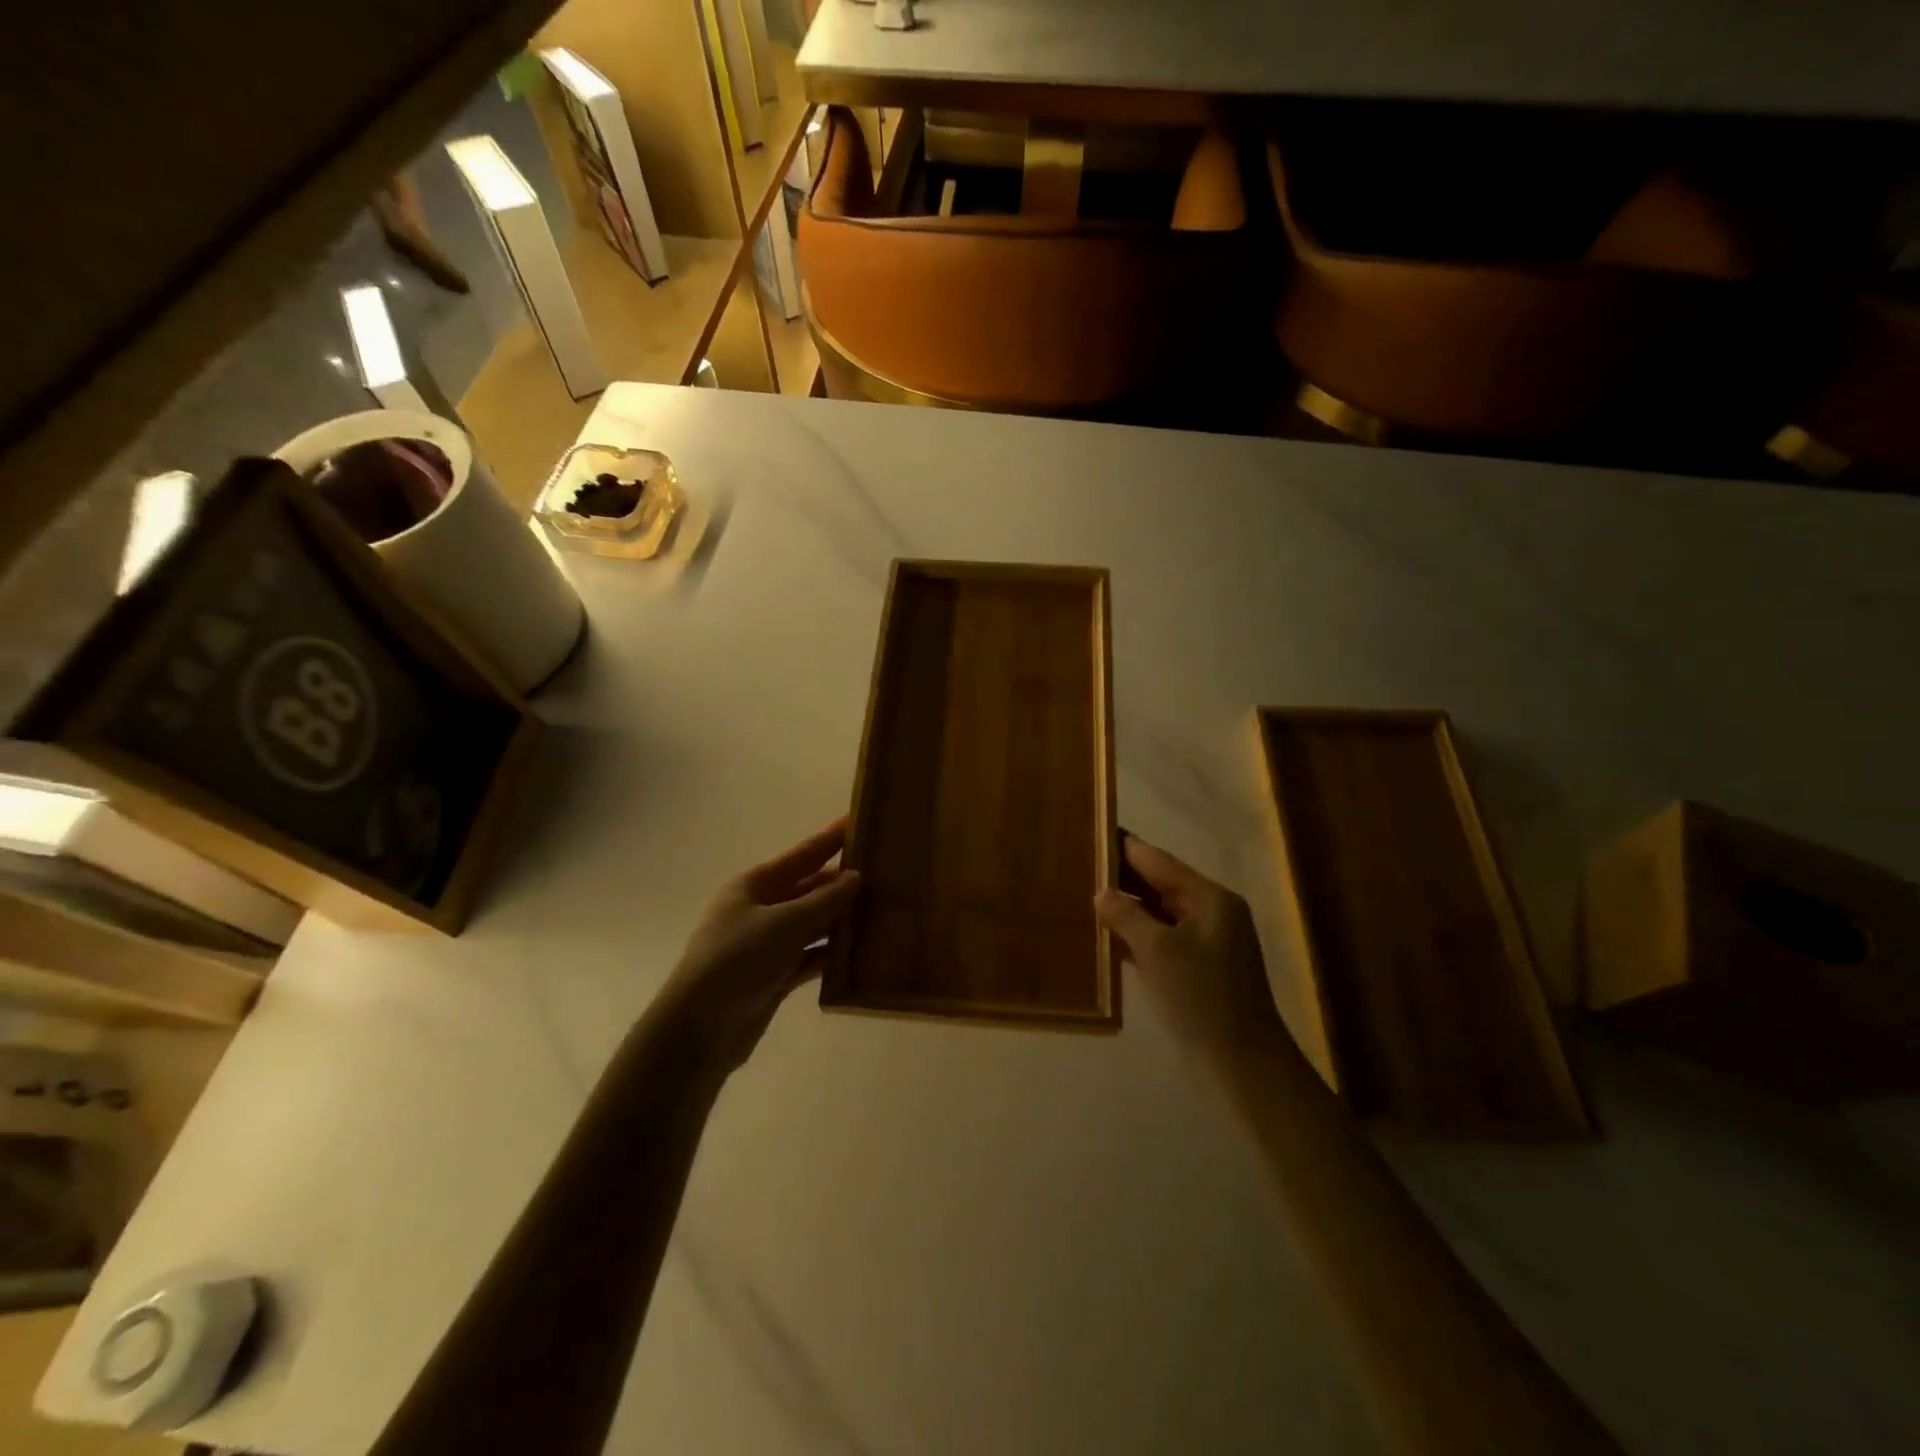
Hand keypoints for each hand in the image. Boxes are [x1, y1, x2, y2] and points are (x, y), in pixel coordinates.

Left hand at [661, 819, 861, 1070]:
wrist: (699, 1029)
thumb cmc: (738, 961)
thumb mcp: (785, 923)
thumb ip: (824, 900)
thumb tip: (855, 877)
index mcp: (755, 885)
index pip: (803, 854)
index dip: (832, 838)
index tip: (860, 820)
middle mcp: (760, 909)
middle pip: (809, 888)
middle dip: (843, 881)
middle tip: (886, 871)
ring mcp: (766, 944)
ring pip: (812, 923)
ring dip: (841, 919)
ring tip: (883, 909)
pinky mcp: (773, 976)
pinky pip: (810, 956)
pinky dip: (832, 953)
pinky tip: (861, 952)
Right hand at [1095, 835, 1285, 1061]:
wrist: (1242, 1063)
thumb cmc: (1201, 996)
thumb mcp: (1157, 950)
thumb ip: (1126, 915)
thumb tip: (1102, 893)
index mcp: (1210, 898)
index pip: (1160, 861)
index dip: (1126, 847)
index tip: (1094, 831)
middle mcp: (1211, 913)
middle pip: (1161, 884)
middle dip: (1123, 876)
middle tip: (1081, 864)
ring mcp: (1206, 942)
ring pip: (1159, 913)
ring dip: (1127, 907)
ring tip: (1086, 894)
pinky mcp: (1198, 969)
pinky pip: (1162, 939)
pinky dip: (1136, 935)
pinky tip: (1107, 935)